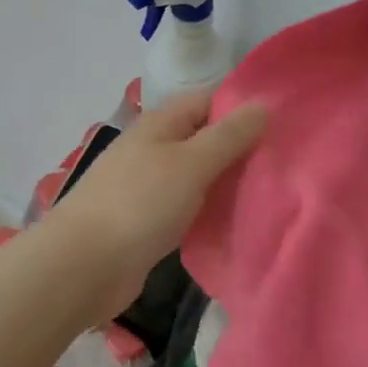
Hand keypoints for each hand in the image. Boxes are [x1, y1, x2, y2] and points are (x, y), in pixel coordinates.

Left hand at [43, 91, 267, 320]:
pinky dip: (208, 210)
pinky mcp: (146, 222)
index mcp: (159, 124)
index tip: (282, 122)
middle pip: (202, 138)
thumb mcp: (191, 163)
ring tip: (269, 190)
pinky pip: (186, 206)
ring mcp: (146, 187)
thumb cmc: (140, 204)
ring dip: (225, 181)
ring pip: (196, 175)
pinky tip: (234, 221)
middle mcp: (151, 149)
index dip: (241, 106)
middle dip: (239, 147)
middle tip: (283, 161)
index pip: (207, 100)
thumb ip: (228, 136)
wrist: (84, 266)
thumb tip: (263, 104)